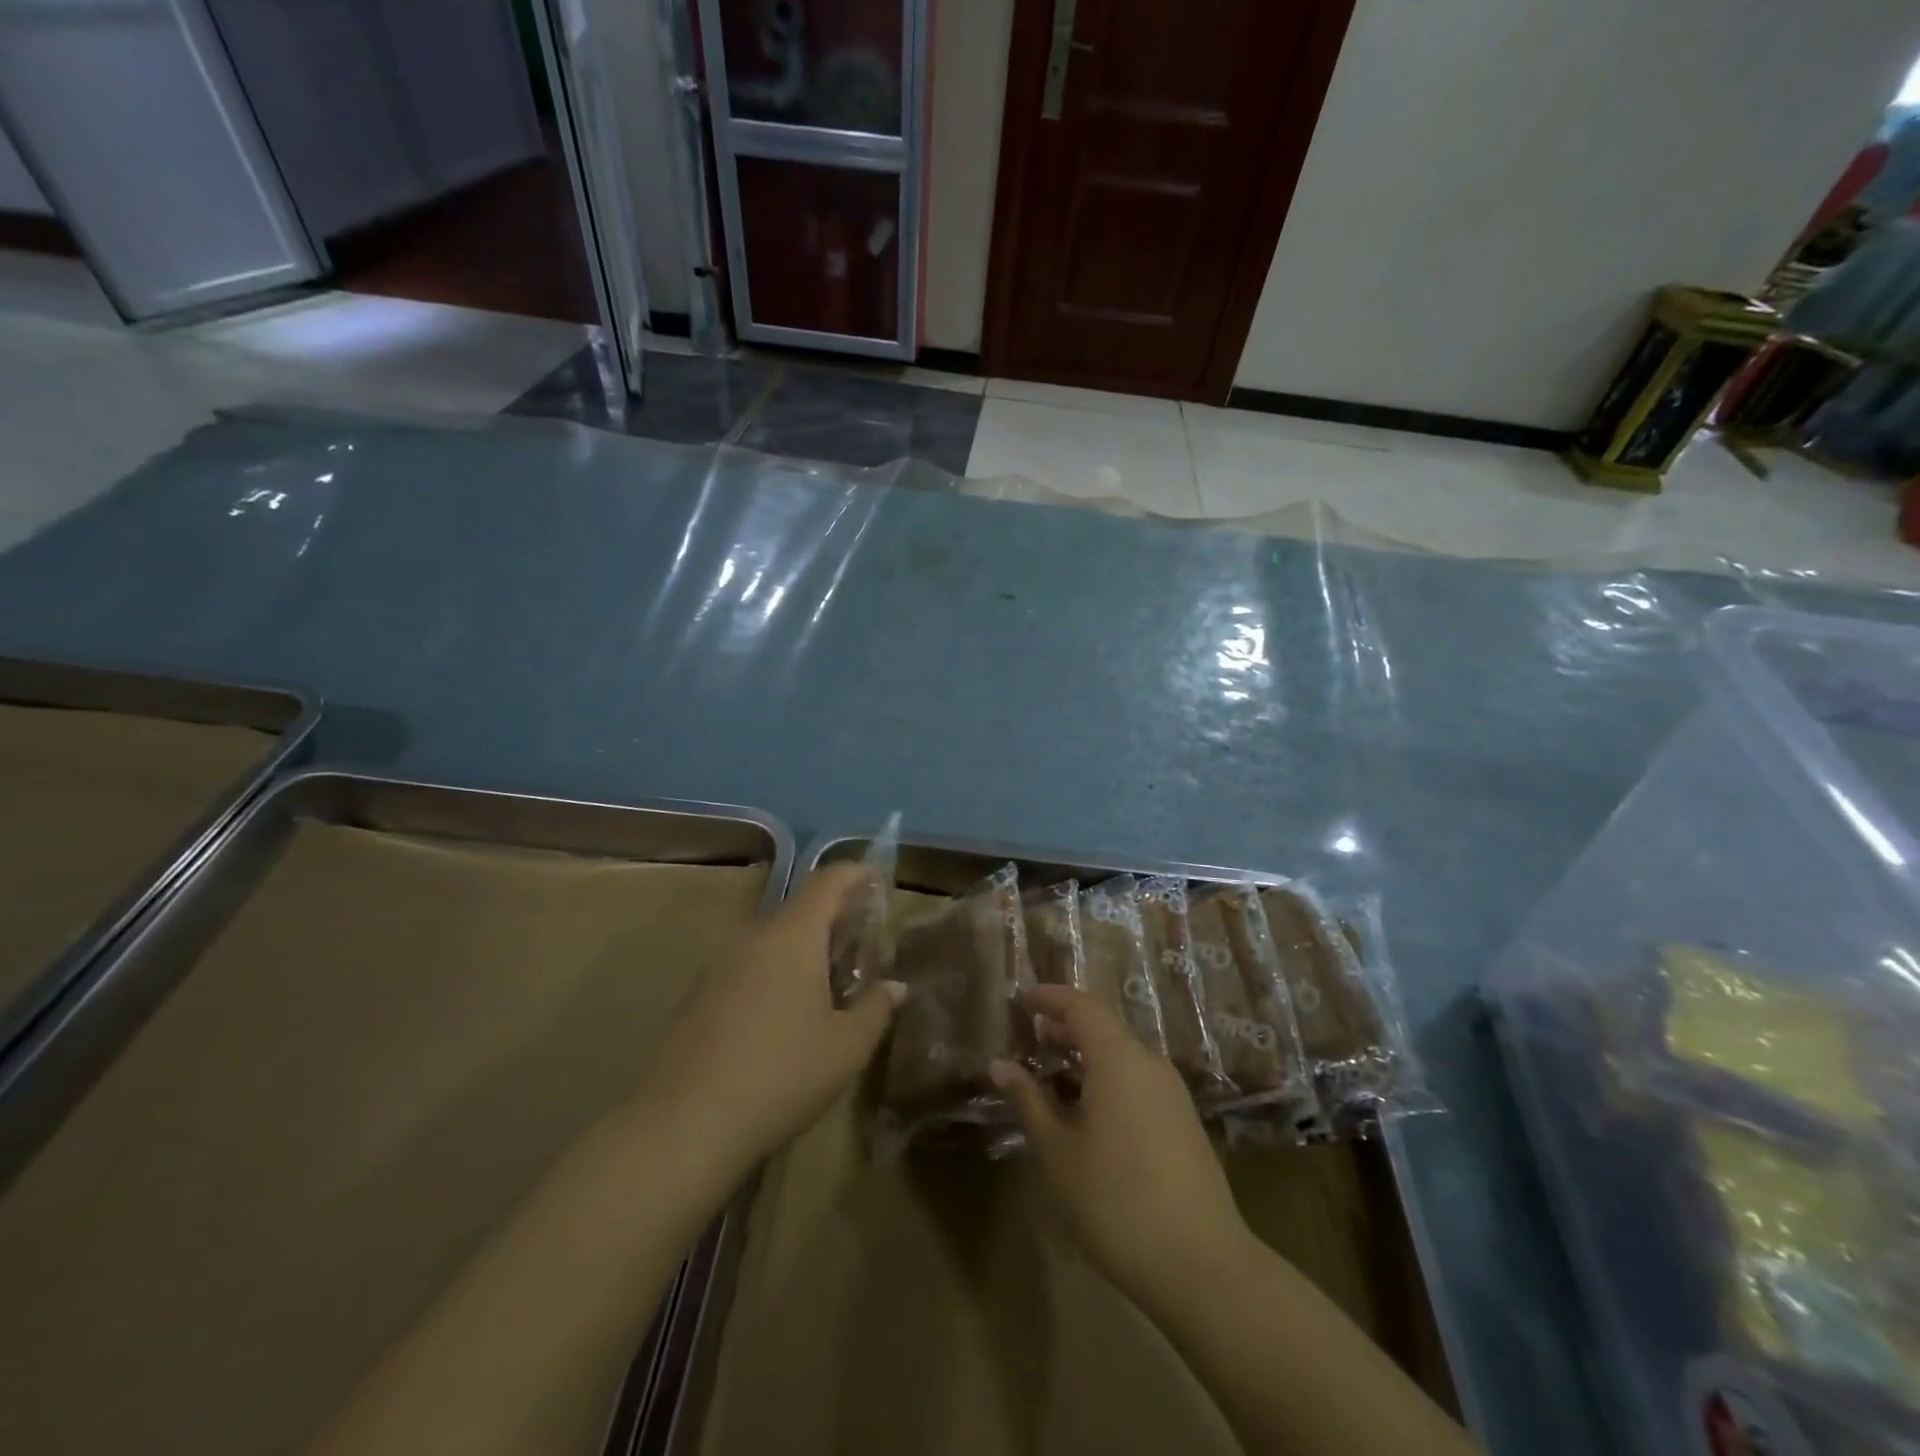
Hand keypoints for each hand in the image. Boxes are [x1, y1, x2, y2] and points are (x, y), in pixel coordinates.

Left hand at [639, 864, 904, 1170]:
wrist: (683, 1124)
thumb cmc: (781, 1074)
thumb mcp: (847, 1047)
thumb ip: (877, 1008)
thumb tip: (896, 986)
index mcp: (793, 935)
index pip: (828, 881)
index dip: (856, 874)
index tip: (878, 879)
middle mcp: (754, 937)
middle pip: (800, 910)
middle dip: (835, 918)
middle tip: (863, 943)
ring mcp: (720, 965)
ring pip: (773, 940)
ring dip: (804, 949)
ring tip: (830, 982)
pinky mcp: (698, 995)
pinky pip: (749, 966)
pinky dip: (776, 972)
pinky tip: (786, 1014)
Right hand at [990, 985, 1253, 1309]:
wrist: (1202, 1266)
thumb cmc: (1115, 1201)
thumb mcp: (1058, 1151)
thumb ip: (1029, 1100)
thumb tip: (1000, 1065)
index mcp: (1119, 1059)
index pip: (1081, 1006)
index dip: (1049, 998)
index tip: (1021, 999)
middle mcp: (1149, 1064)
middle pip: (1103, 1028)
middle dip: (1065, 1029)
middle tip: (1030, 1039)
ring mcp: (1172, 1094)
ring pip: (1121, 1057)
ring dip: (1085, 1059)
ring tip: (1051, 1080)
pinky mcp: (1183, 1122)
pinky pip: (1137, 1082)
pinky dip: (1106, 1081)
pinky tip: (1086, 1115)